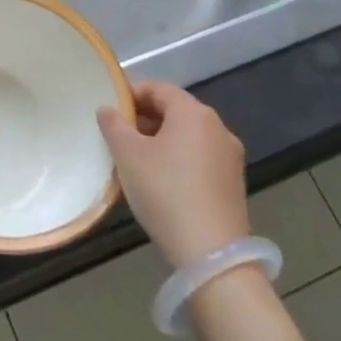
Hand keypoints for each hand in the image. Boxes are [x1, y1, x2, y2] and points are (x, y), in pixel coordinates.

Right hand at [98, 81, 248, 268]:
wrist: (210, 252)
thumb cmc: (164, 191)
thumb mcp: (128, 155)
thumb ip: (113, 125)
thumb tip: (108, 108)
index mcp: (194, 113)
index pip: (158, 88)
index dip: (130, 93)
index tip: (109, 110)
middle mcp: (218, 127)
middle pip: (175, 111)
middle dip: (144, 118)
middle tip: (116, 136)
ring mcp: (229, 156)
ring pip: (187, 136)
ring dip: (159, 140)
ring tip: (134, 160)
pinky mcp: (232, 183)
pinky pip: (199, 158)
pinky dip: (177, 159)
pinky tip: (159, 181)